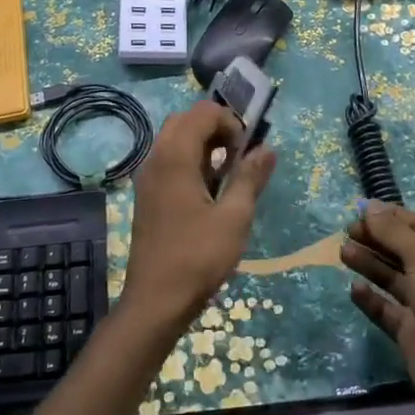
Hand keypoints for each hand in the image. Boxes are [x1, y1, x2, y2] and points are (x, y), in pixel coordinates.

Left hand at [123, 101, 276, 328]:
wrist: (155, 301)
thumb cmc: (198, 257)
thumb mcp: (235, 218)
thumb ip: (250, 178)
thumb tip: (267, 148)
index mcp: (175, 157)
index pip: (203, 113)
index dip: (230, 122)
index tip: (247, 151)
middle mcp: (156, 159)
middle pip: (186, 121)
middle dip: (216, 129)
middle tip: (239, 156)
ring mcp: (148, 178)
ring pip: (175, 140)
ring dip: (203, 145)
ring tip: (228, 174)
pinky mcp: (147, 196)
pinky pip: (168, 161)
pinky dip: (190, 161)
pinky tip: (209, 191)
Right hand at [342, 201, 414, 414]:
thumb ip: (394, 232)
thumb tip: (370, 207)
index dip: (392, 217)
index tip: (361, 211)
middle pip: (404, 249)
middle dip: (377, 239)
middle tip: (347, 231)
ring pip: (393, 277)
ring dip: (369, 263)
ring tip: (343, 253)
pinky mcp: (411, 330)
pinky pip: (386, 307)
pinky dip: (371, 297)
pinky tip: (353, 288)